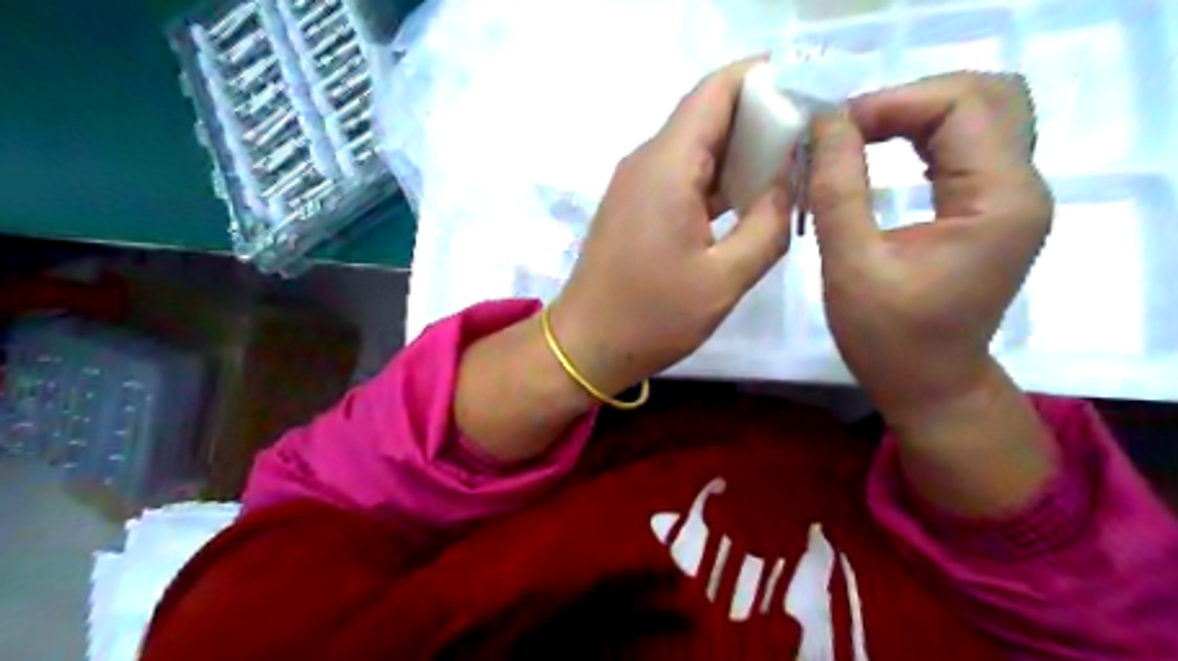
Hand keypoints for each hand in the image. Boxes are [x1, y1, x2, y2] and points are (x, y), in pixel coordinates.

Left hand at [549, 59, 790, 394]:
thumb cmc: (652, 316)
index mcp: (668, 167)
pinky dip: (717, 178)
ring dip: (740, 151)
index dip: (763, 79)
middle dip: (760, 117)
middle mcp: (647, 161)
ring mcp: (637, 184)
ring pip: (696, 146)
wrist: (587, 344)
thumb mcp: (725, 279)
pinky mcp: (635, 206)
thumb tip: (787, 184)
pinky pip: (682, 174)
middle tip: (811, 139)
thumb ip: (768, 225)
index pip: (716, 92)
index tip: (808, 93)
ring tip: (791, 167)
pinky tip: (749, 199)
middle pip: (708, 115)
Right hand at [811, 70, 1048, 422]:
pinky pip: (966, 145)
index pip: (961, 106)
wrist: (928, 384)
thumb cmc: (888, 337)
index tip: (832, 130)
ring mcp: (1011, 197)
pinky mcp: (991, 208)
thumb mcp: (851, 264)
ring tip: (857, 138)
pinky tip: (881, 153)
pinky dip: (921, 136)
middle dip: (907, 100)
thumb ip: (838, 189)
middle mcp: (1020, 187)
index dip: (892, 103)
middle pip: (983, 96)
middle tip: (847, 129)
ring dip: (913, 115)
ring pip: (977, 115)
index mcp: (998, 201)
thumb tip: (825, 123)